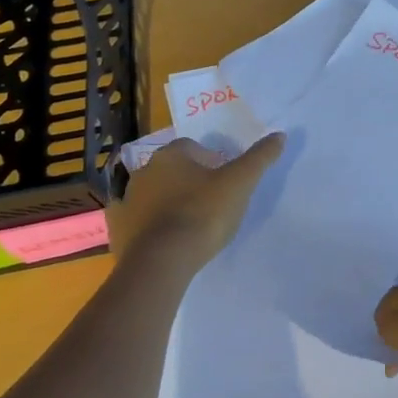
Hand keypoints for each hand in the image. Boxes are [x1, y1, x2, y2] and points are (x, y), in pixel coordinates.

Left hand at [107, 134, 284, 281]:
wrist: (162, 262)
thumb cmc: (203, 214)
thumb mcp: (240, 183)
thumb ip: (259, 158)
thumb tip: (280, 135)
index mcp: (171, 154)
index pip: (193, 147)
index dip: (211, 161)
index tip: (224, 182)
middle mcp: (144, 171)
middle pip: (172, 169)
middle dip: (188, 180)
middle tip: (210, 203)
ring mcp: (127, 200)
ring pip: (153, 194)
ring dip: (167, 202)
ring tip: (189, 225)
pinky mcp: (118, 229)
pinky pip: (135, 220)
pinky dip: (146, 225)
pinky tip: (162, 240)